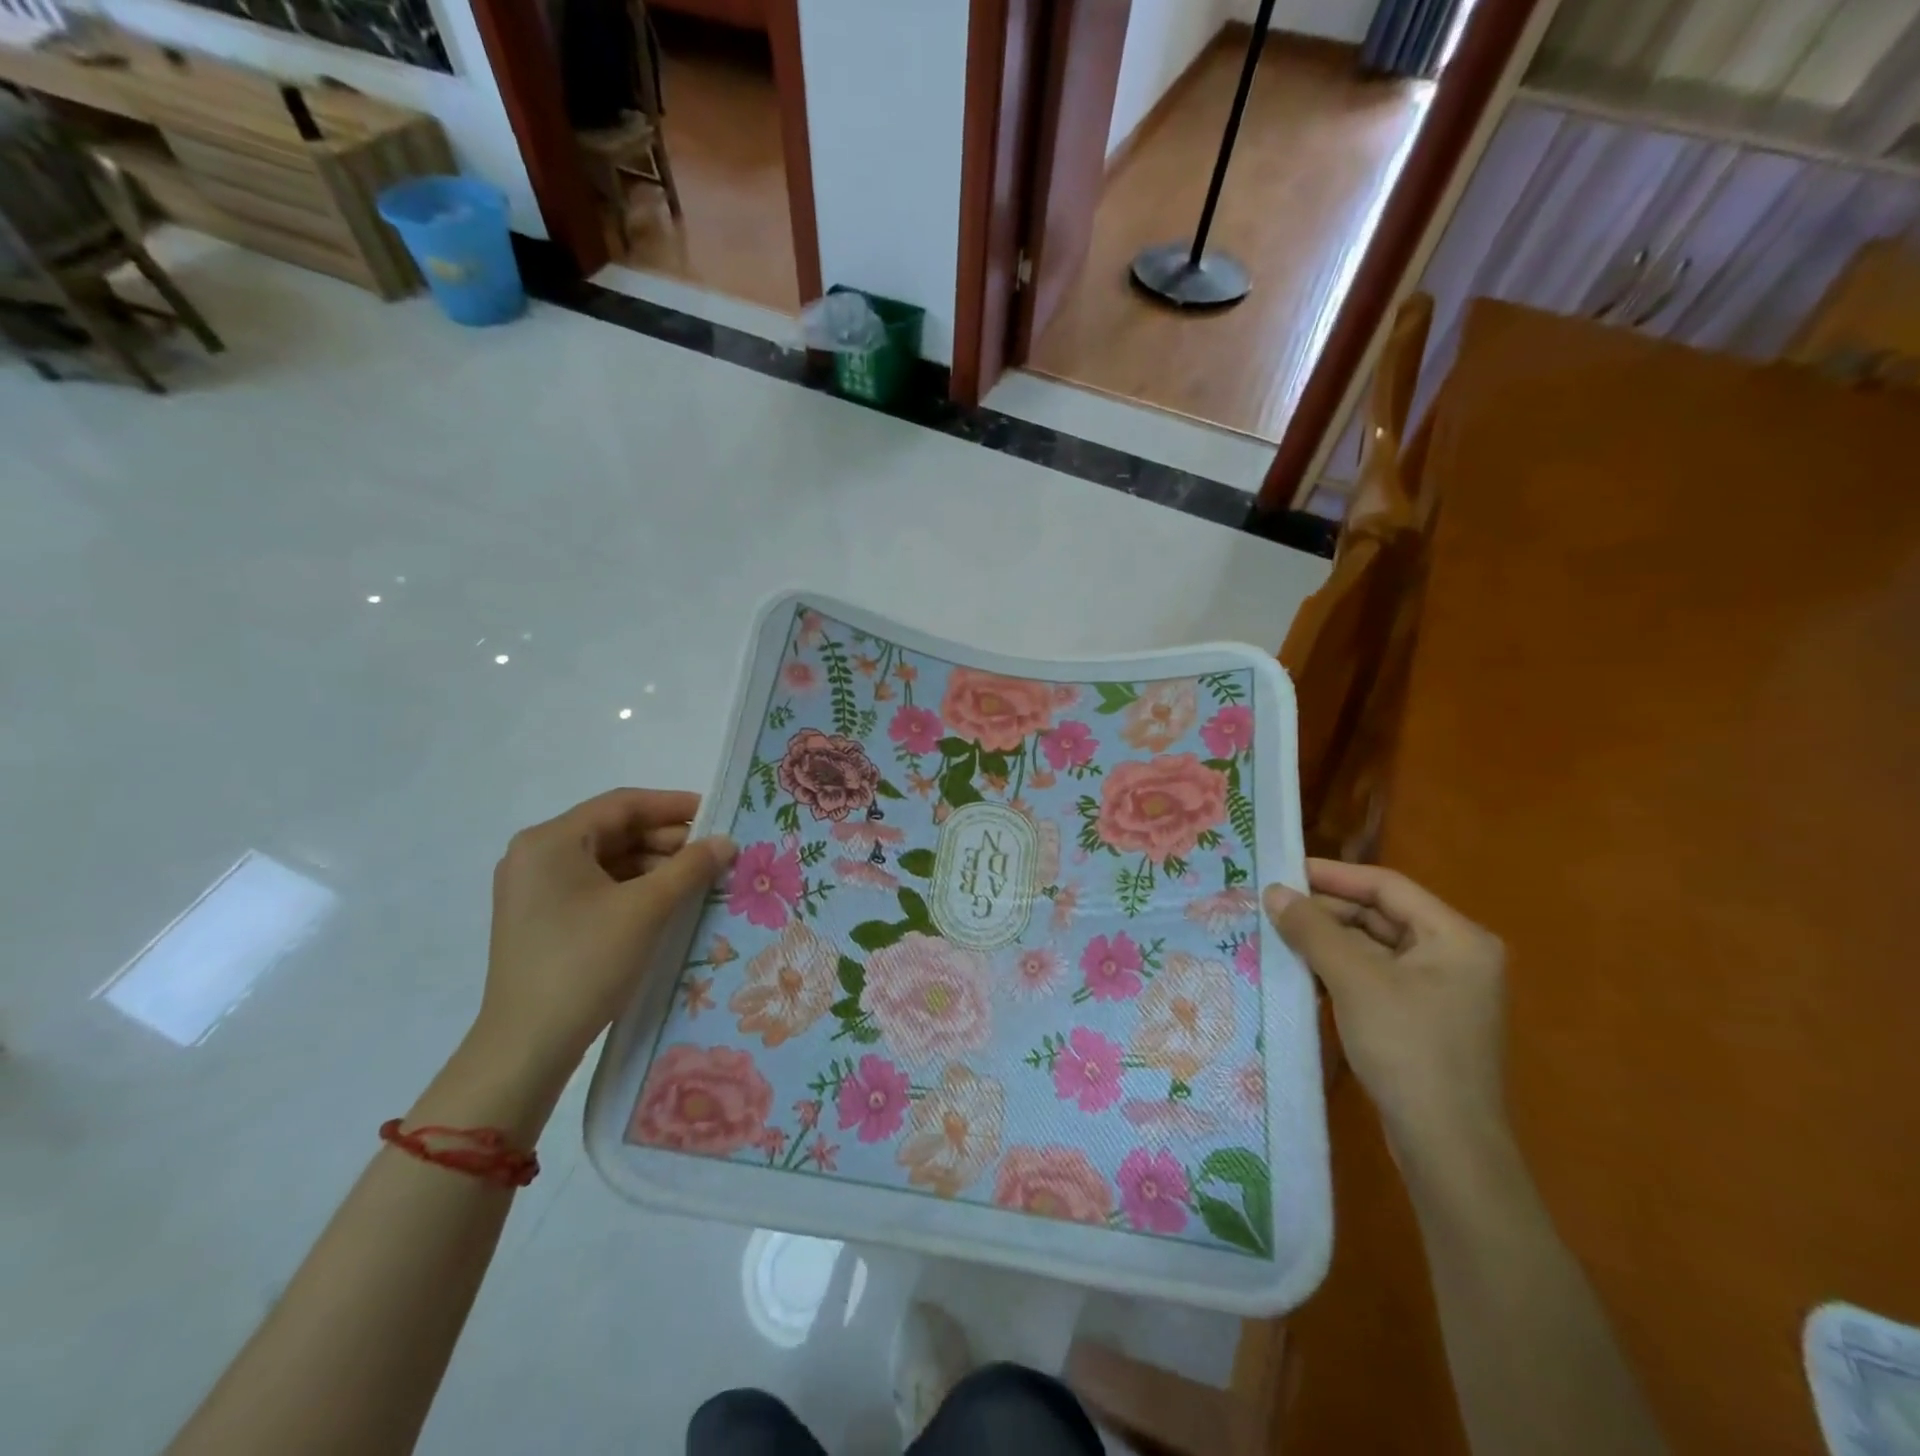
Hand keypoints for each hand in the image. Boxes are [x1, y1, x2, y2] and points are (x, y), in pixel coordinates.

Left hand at [474, 788, 735, 1085]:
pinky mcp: (543, 920)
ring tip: (701, 880)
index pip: (623, 805)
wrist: (527, 1047)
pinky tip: (670, 903)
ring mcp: (536, 890)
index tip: (718, 814)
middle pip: (615, 831)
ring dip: (656, 866)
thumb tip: (726, 841)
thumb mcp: (647, 909)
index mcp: (552, 841)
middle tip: (716, 853)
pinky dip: (635, 889)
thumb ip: (691, 867)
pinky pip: (597, 888)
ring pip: (609, 862)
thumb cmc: (585, 963)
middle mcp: (537, 856)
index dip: (675, 806)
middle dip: (669, 841)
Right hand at [1264, 860, 1507, 1174]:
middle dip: (1326, 911)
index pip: (1387, 886)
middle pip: (1380, 916)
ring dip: (1327, 941)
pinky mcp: (1421, 1021)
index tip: (1284, 870)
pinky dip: (1338, 971)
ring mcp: (1439, 992)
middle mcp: (1455, 957)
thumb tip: (1272, 891)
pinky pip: (1374, 978)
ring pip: (1373, 948)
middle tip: (1273, 906)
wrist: (1447, 1148)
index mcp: (1457, 937)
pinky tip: (1301, 972)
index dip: (1334, 874)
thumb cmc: (1408, 1048)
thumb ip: (1312, 929)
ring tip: (1277, 934)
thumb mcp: (1355, 980)